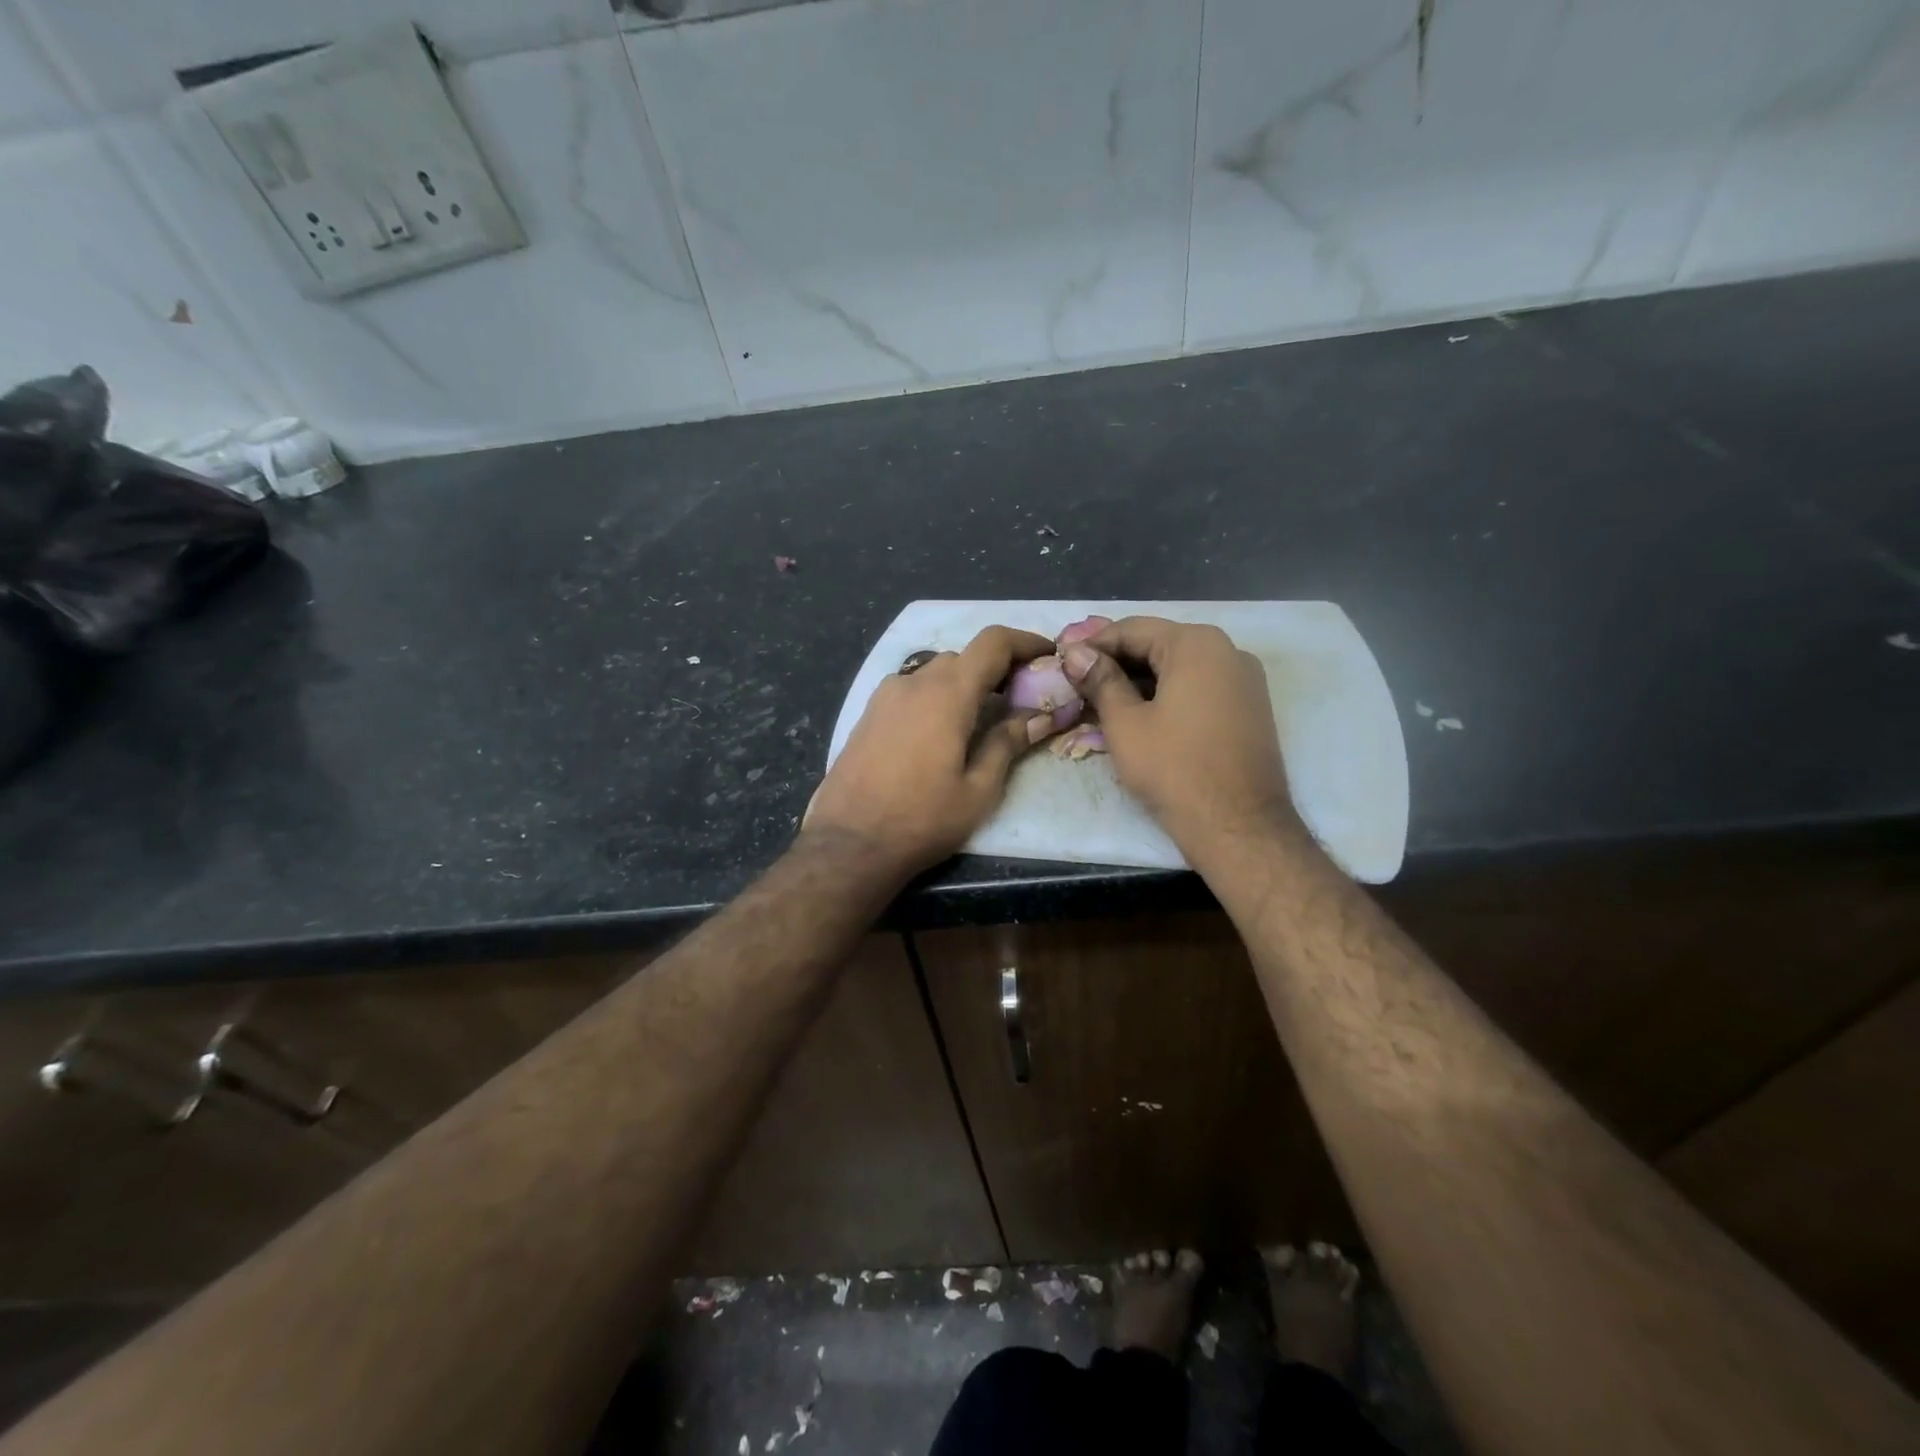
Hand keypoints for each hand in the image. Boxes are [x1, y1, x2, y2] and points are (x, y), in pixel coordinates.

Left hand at [803, 625, 1057, 881]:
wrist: (849, 843)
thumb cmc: (921, 819)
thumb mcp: (978, 790)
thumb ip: (1007, 744)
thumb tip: (1038, 717)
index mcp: (947, 694)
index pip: (992, 643)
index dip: (1025, 642)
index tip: (1048, 655)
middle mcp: (914, 682)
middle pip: (964, 657)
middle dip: (996, 669)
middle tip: (1020, 699)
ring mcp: (885, 695)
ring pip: (935, 673)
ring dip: (964, 684)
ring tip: (982, 719)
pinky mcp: (868, 714)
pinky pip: (911, 690)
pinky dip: (936, 696)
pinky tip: (941, 733)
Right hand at [1060, 617, 1299, 864]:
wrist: (1238, 826)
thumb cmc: (1174, 770)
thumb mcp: (1125, 723)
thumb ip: (1100, 681)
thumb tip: (1076, 654)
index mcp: (1196, 645)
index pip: (1133, 629)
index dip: (1093, 645)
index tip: (1063, 662)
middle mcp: (1228, 650)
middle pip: (1159, 644)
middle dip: (1117, 662)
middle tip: (1079, 683)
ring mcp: (1245, 680)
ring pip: (1180, 667)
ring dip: (1141, 679)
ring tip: (1103, 701)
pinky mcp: (1250, 708)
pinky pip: (1200, 687)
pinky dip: (1168, 693)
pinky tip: (1140, 714)